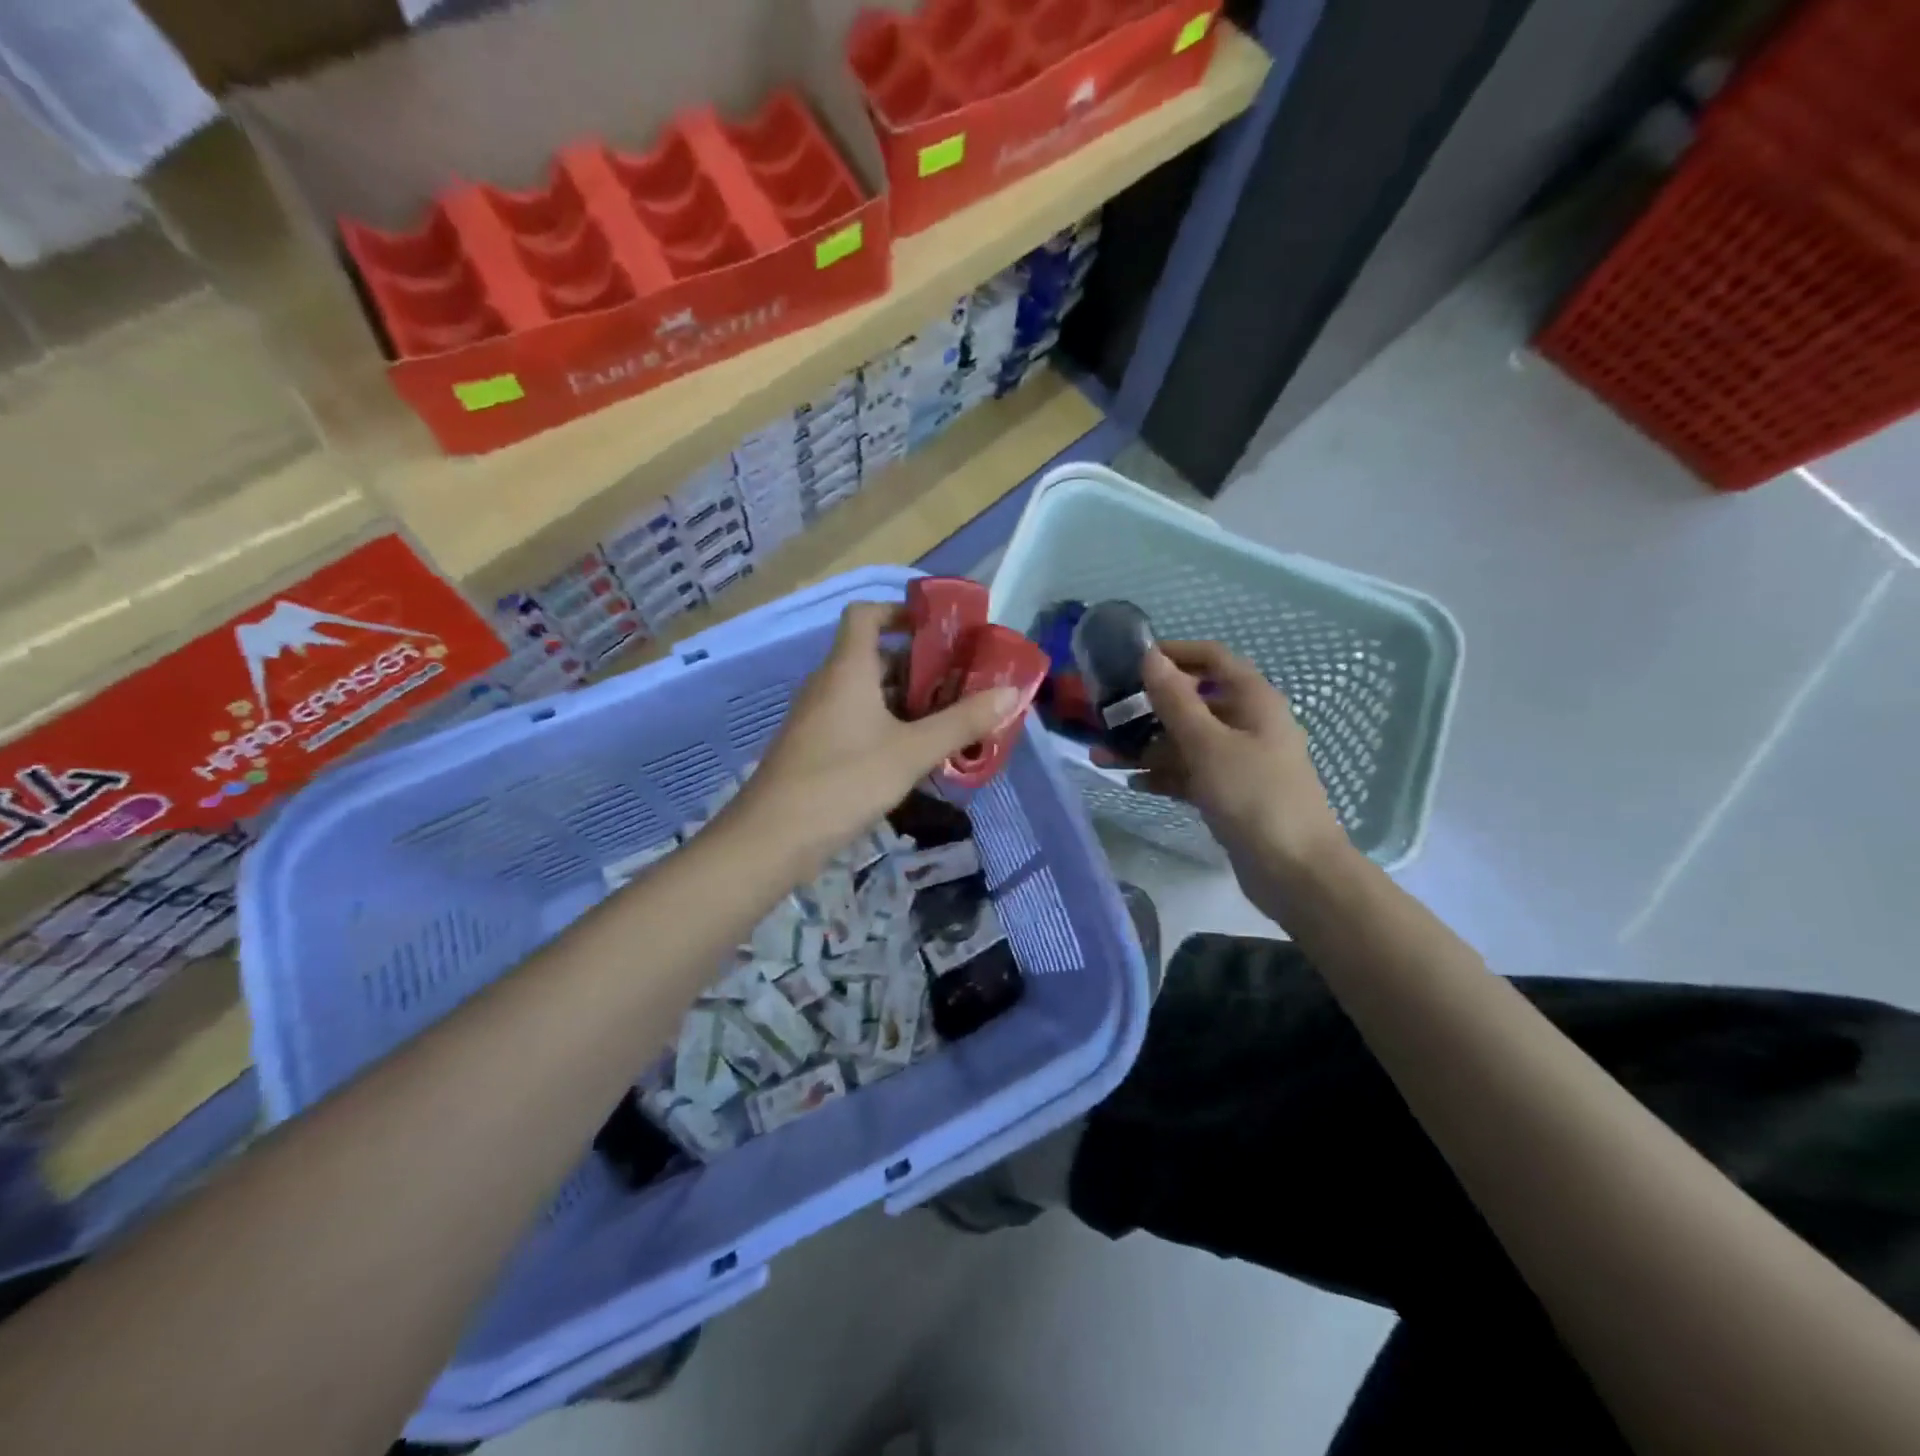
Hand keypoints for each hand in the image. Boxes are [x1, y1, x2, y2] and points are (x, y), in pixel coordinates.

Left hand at [730, 602, 1019, 869]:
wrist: (774, 836)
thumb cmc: (844, 780)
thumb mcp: (912, 751)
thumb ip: (961, 722)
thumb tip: (1011, 692)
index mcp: (847, 668)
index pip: (866, 614)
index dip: (900, 612)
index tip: (939, 630)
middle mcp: (829, 683)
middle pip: (875, 656)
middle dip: (920, 666)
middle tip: (962, 682)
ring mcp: (819, 716)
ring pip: (868, 693)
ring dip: (907, 700)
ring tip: (950, 718)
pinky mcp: (817, 747)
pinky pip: (857, 720)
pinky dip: (888, 726)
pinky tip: (916, 753)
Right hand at [1103, 640, 1345, 874]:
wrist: (1295, 871)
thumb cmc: (1254, 795)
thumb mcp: (1208, 744)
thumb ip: (1176, 700)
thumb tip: (1150, 656)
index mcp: (1253, 700)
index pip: (1212, 659)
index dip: (1174, 653)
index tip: (1131, 660)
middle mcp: (1247, 724)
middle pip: (1192, 702)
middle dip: (1148, 709)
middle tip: (1105, 716)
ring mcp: (1238, 760)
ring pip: (1185, 742)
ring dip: (1146, 747)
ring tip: (1101, 757)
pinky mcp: (1229, 792)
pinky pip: (1190, 773)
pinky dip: (1163, 775)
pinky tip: (1132, 783)